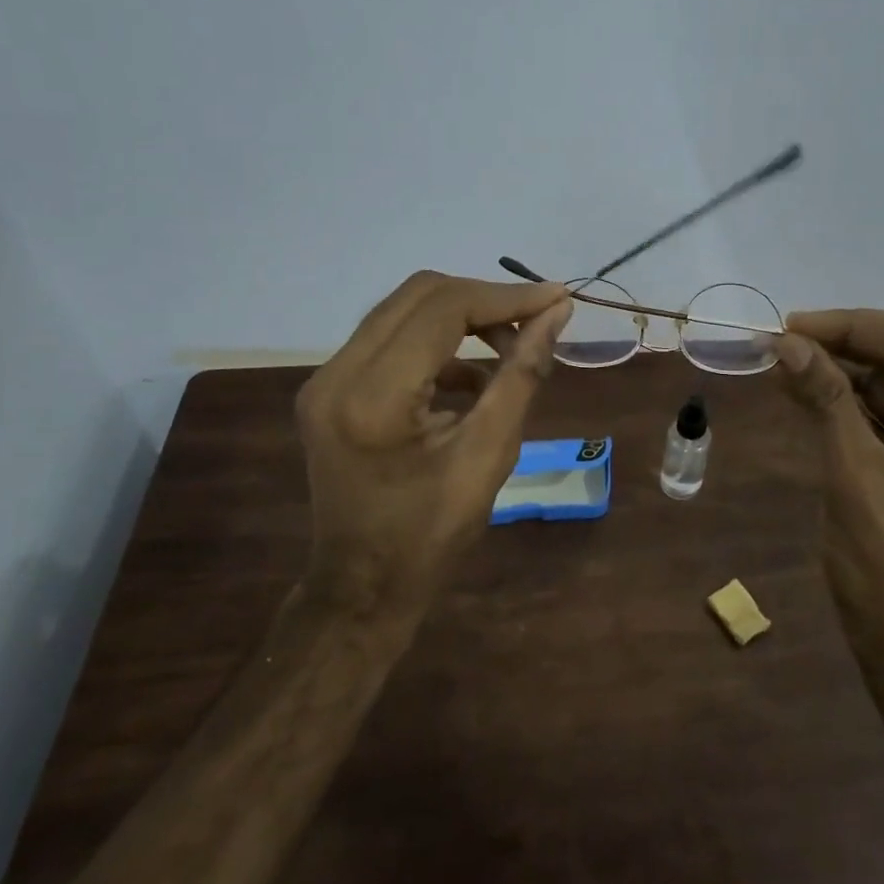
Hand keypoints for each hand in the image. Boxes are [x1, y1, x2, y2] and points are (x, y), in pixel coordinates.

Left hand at [294, 271, 571, 635]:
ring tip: (511, 349)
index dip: (506, 297)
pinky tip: (472, 379)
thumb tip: (556, 313)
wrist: (360, 588)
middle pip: (419, 295)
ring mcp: (325, 379)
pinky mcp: (330, 388)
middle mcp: (336, 374)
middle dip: (485, 301)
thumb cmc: (431, 536)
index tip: (558, 299)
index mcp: (373, 397)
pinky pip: (390, 340)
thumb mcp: (489, 455)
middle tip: (535, 322)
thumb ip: (522, 375)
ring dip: (462, 319)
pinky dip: (438, 345)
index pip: (443, 310)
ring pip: (403, 311)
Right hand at [777, 310, 883, 666]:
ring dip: (836, 364)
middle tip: (784, 339)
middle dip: (846, 339)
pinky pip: (875, 408)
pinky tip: (796, 385)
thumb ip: (826, 404)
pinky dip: (836, 394)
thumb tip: (787, 344)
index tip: (794, 327)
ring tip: (779, 358)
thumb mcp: (855, 480)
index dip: (856, 326)